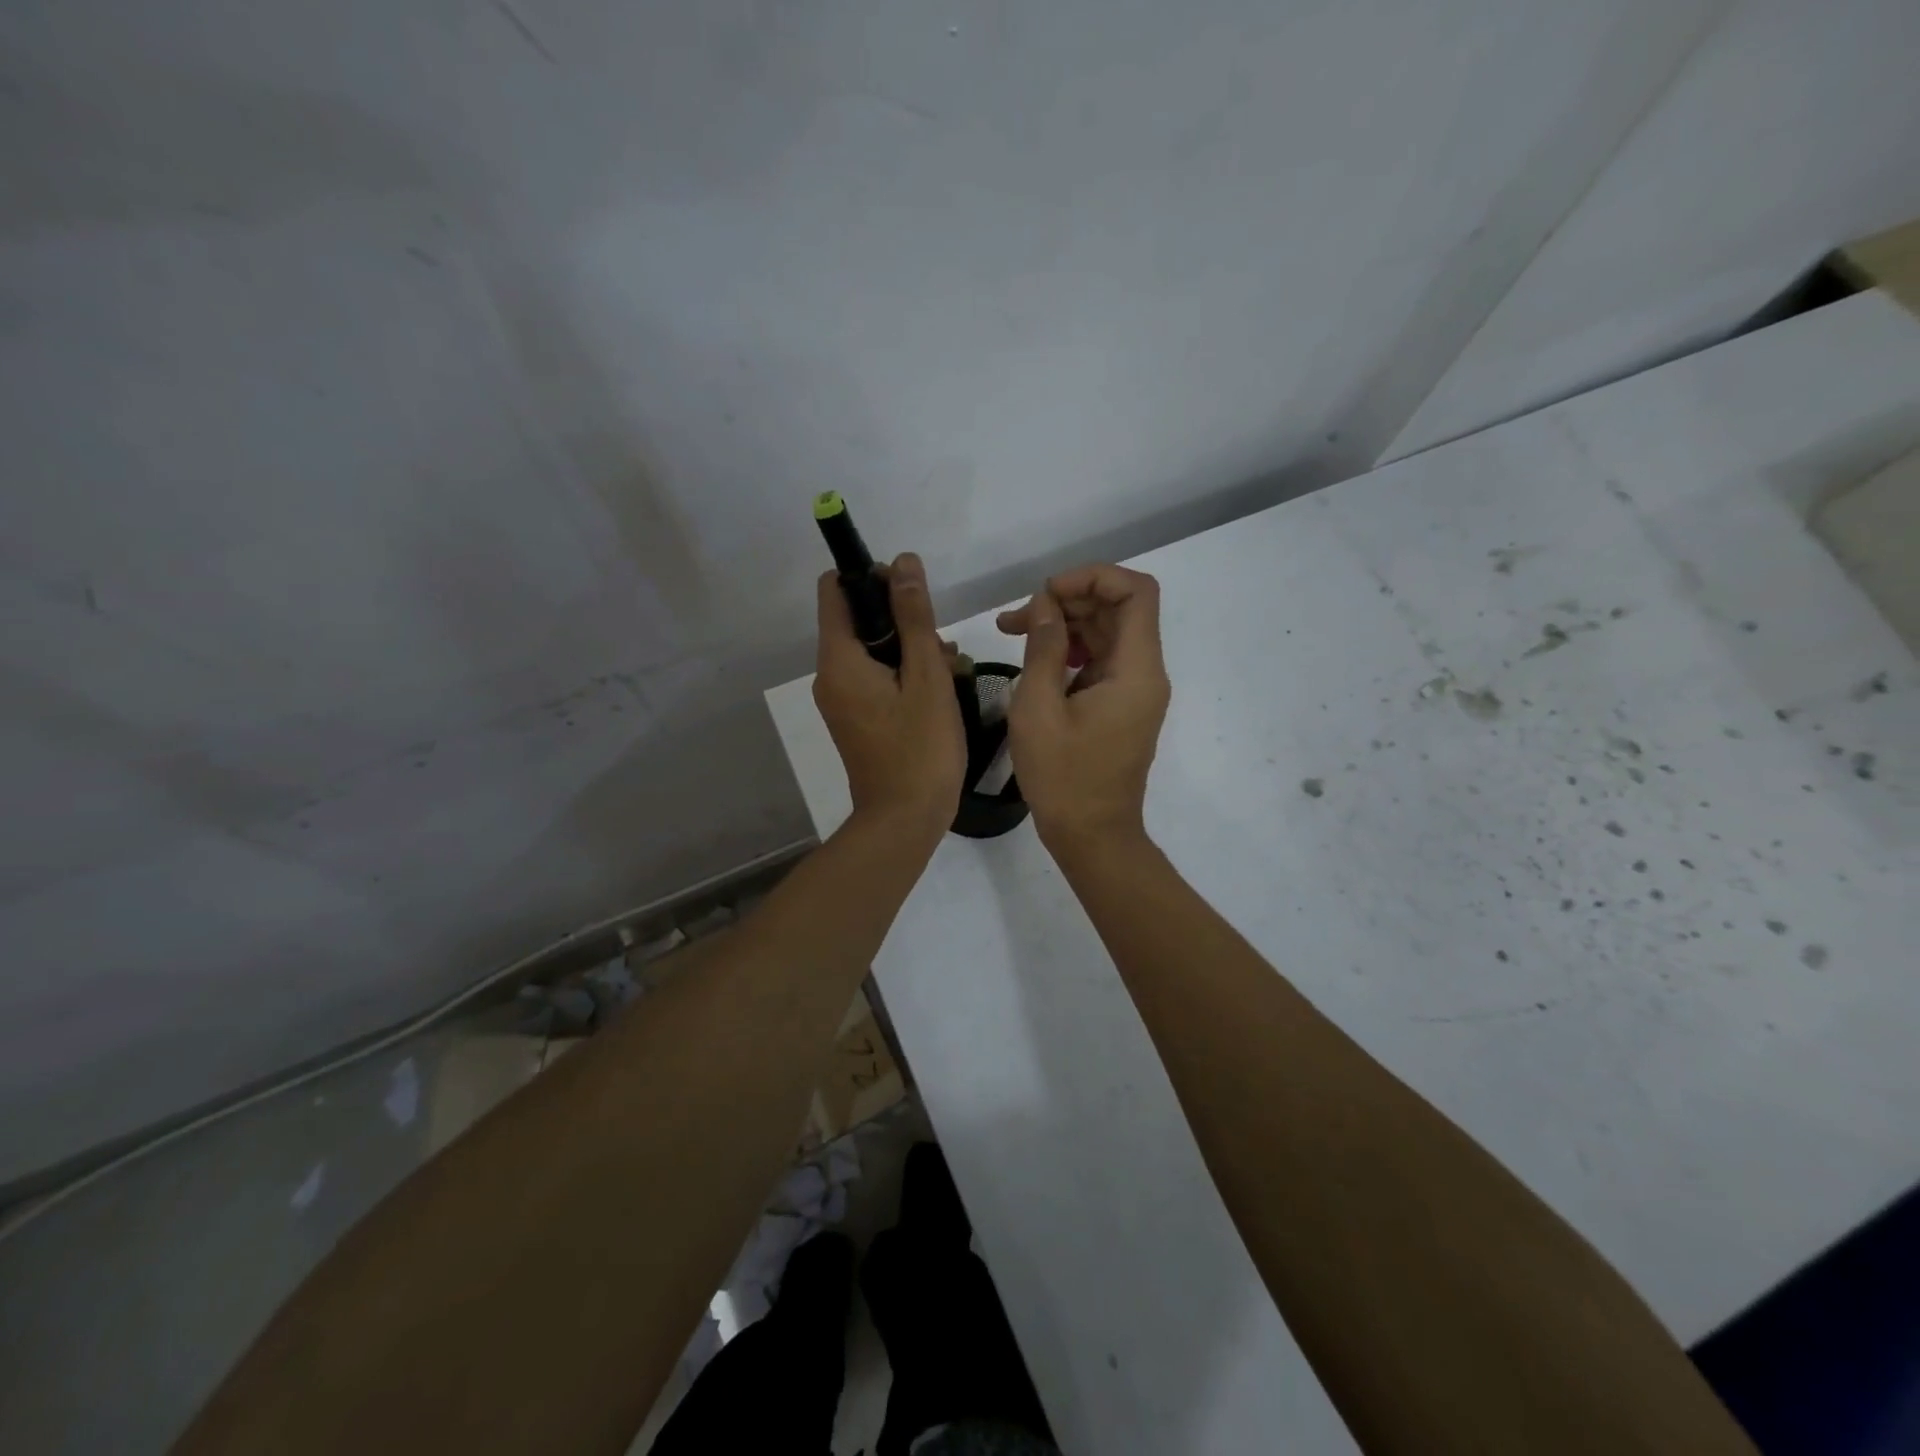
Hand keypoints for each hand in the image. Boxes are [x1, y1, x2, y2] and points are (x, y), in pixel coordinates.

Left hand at [814, 552, 966, 839]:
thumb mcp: (926, 676)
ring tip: (951, 670)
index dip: (870, 577)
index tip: (911, 590)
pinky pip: (876, 679)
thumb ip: (914, 617)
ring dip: (910, 649)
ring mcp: (842, 700)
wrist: (904, 820)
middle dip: (902, 620)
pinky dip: (904, 675)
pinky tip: (940, 690)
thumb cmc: (920, 748)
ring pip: (873, 652)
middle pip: (859, 621)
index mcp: (839, 660)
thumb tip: (903, 562)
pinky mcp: (857, 720)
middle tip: (941, 643)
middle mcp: (831, 676)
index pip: (836, 590)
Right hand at [998, 564, 1169, 851]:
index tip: (1047, 592)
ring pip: (1107, 632)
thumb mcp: (1038, 708)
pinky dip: (1070, 649)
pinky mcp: (1121, 705)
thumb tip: (1046, 603)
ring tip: (1015, 631)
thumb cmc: (1063, 777)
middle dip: (1068, 600)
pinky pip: (1101, 660)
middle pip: (1118, 609)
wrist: (1092, 836)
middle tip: (1017, 617)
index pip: (1136, 592)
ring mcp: (1135, 690)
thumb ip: (1043, 647)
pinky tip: (1036, 659)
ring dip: (1065, 624)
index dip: (1093, 577)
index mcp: (1136, 670)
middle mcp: (1145, 673)